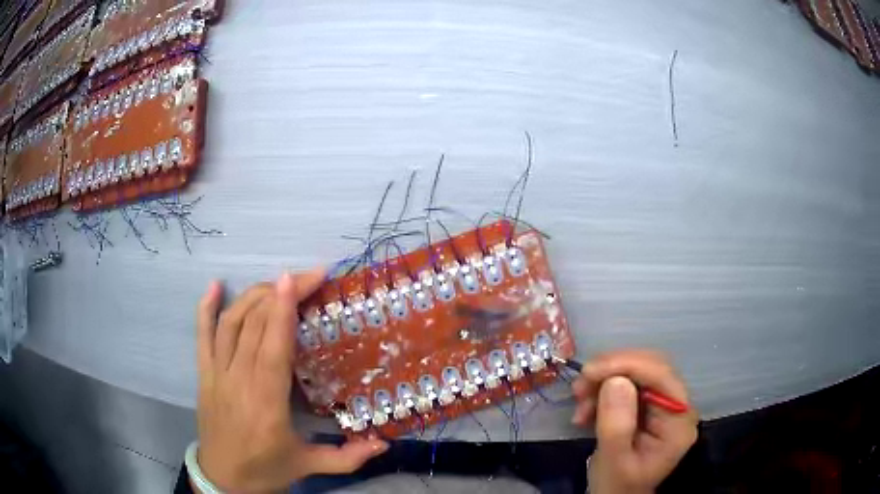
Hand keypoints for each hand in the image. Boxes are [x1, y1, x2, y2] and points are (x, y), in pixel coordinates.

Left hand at [194, 270, 387, 492]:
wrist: (223, 480)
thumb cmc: (266, 470)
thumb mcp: (310, 466)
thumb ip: (349, 457)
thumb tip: (385, 444)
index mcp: (267, 403)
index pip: (273, 346)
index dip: (283, 309)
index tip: (296, 278)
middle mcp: (238, 381)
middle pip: (254, 324)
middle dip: (279, 293)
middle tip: (307, 277)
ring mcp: (216, 374)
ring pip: (231, 323)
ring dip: (253, 296)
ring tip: (277, 283)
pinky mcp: (204, 374)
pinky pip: (202, 335)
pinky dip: (206, 307)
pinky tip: (216, 285)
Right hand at [570, 350, 698, 493]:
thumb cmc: (617, 485)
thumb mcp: (613, 461)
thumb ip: (616, 426)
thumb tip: (615, 380)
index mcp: (678, 421)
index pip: (661, 376)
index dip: (627, 365)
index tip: (589, 371)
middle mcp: (677, 406)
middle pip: (650, 368)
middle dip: (612, 371)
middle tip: (580, 386)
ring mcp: (663, 404)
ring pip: (636, 373)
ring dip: (603, 382)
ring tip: (579, 404)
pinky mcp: (647, 405)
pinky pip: (626, 384)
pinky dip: (602, 391)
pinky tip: (586, 410)